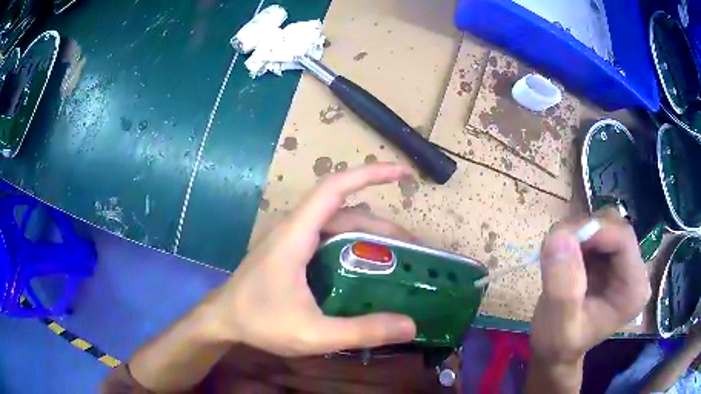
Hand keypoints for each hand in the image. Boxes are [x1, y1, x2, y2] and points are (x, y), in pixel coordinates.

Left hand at [205, 164, 417, 356]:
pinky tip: (365, 263)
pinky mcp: (290, 248)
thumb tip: (410, 326)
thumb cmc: (260, 322)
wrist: (223, 319)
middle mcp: (294, 227)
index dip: (369, 174)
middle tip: (413, 247)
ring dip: (369, 232)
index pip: (335, 188)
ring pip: (337, 222)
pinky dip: (353, 241)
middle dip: (382, 223)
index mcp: (296, 234)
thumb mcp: (314, 334)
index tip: (401, 173)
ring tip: (397, 255)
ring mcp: (291, 236)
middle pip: (345, 210)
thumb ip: (361, 331)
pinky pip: (328, 235)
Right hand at [530, 210, 650, 364]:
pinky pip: (594, 230)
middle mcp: (634, 269)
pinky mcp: (608, 256)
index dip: (594, 231)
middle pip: (614, 226)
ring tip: (557, 258)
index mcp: (633, 289)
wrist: (556, 351)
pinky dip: (575, 236)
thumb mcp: (559, 327)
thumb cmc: (559, 346)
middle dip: (583, 231)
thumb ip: (562, 288)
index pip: (623, 239)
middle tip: (556, 250)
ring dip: (577, 232)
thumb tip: (559, 237)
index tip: (562, 241)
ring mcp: (622, 261)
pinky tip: (563, 258)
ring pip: (603, 223)